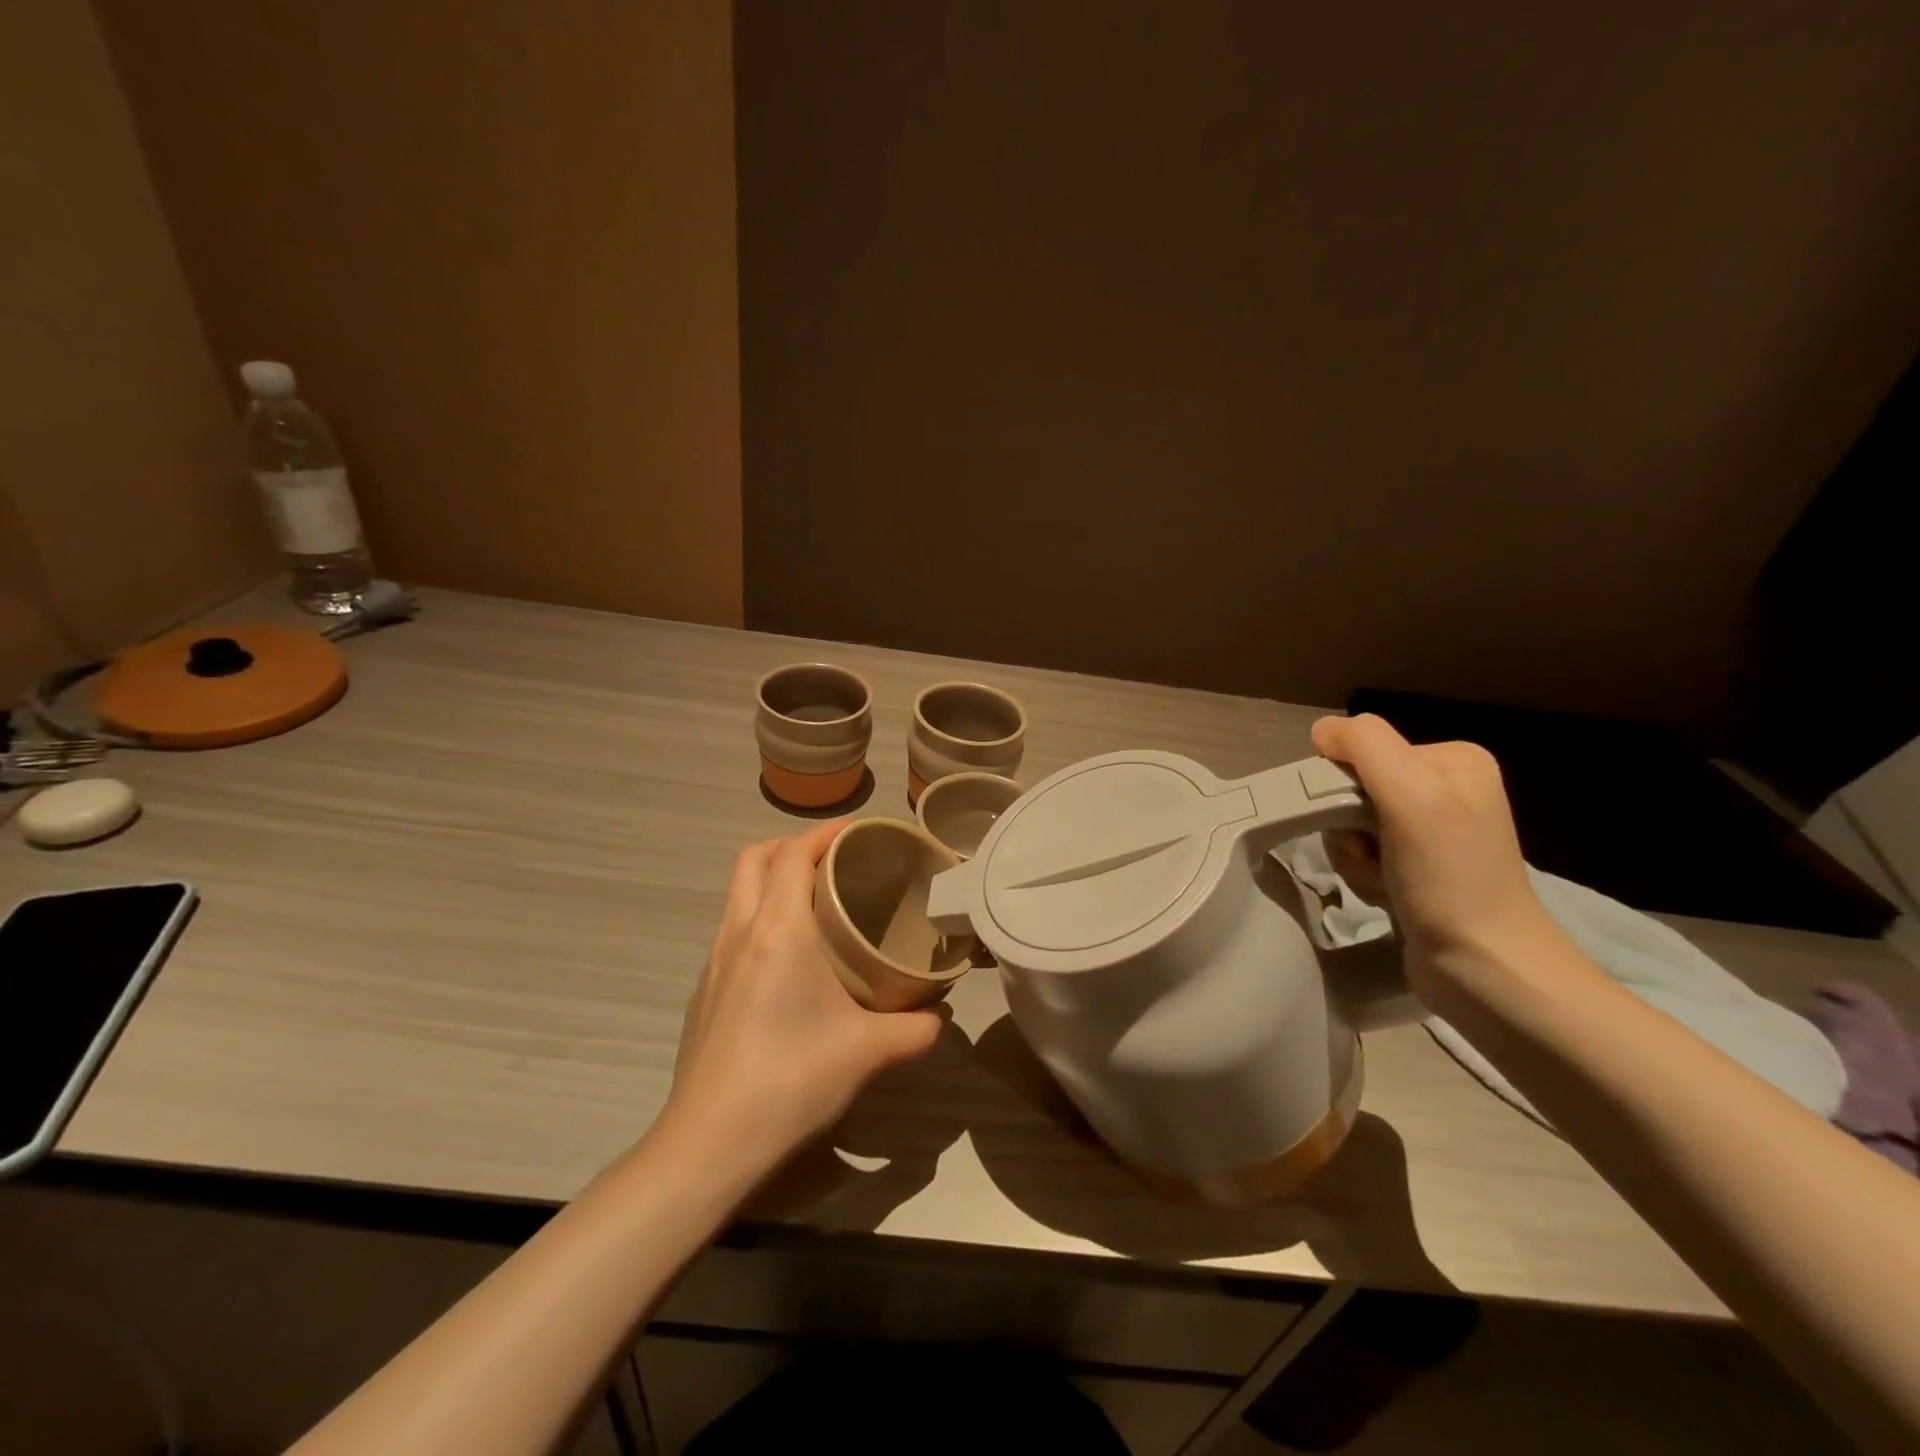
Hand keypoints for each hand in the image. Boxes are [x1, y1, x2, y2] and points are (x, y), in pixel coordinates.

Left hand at [663, 822, 941, 1177]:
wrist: (708, 1144)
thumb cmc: (791, 1080)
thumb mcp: (867, 1052)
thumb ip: (915, 1029)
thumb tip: (941, 1018)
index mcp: (778, 930)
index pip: (793, 853)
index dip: (825, 833)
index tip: (859, 831)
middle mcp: (739, 932)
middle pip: (754, 858)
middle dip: (791, 845)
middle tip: (834, 861)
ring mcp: (714, 962)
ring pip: (738, 893)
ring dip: (772, 880)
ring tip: (815, 903)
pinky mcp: (704, 991)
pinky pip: (732, 930)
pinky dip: (759, 918)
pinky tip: (788, 961)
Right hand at [1310, 713, 1561, 999]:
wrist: (1485, 967)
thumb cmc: (1449, 876)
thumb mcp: (1411, 793)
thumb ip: (1365, 745)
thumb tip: (1322, 731)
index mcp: (1453, 760)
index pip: (1363, 750)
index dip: (1344, 786)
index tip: (1362, 822)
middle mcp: (1446, 789)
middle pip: (1354, 788)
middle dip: (1348, 827)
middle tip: (1371, 856)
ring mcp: (1433, 832)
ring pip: (1352, 826)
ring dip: (1353, 857)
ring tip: (1383, 881)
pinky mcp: (1419, 869)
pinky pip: (1363, 856)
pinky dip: (1364, 876)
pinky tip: (1387, 895)